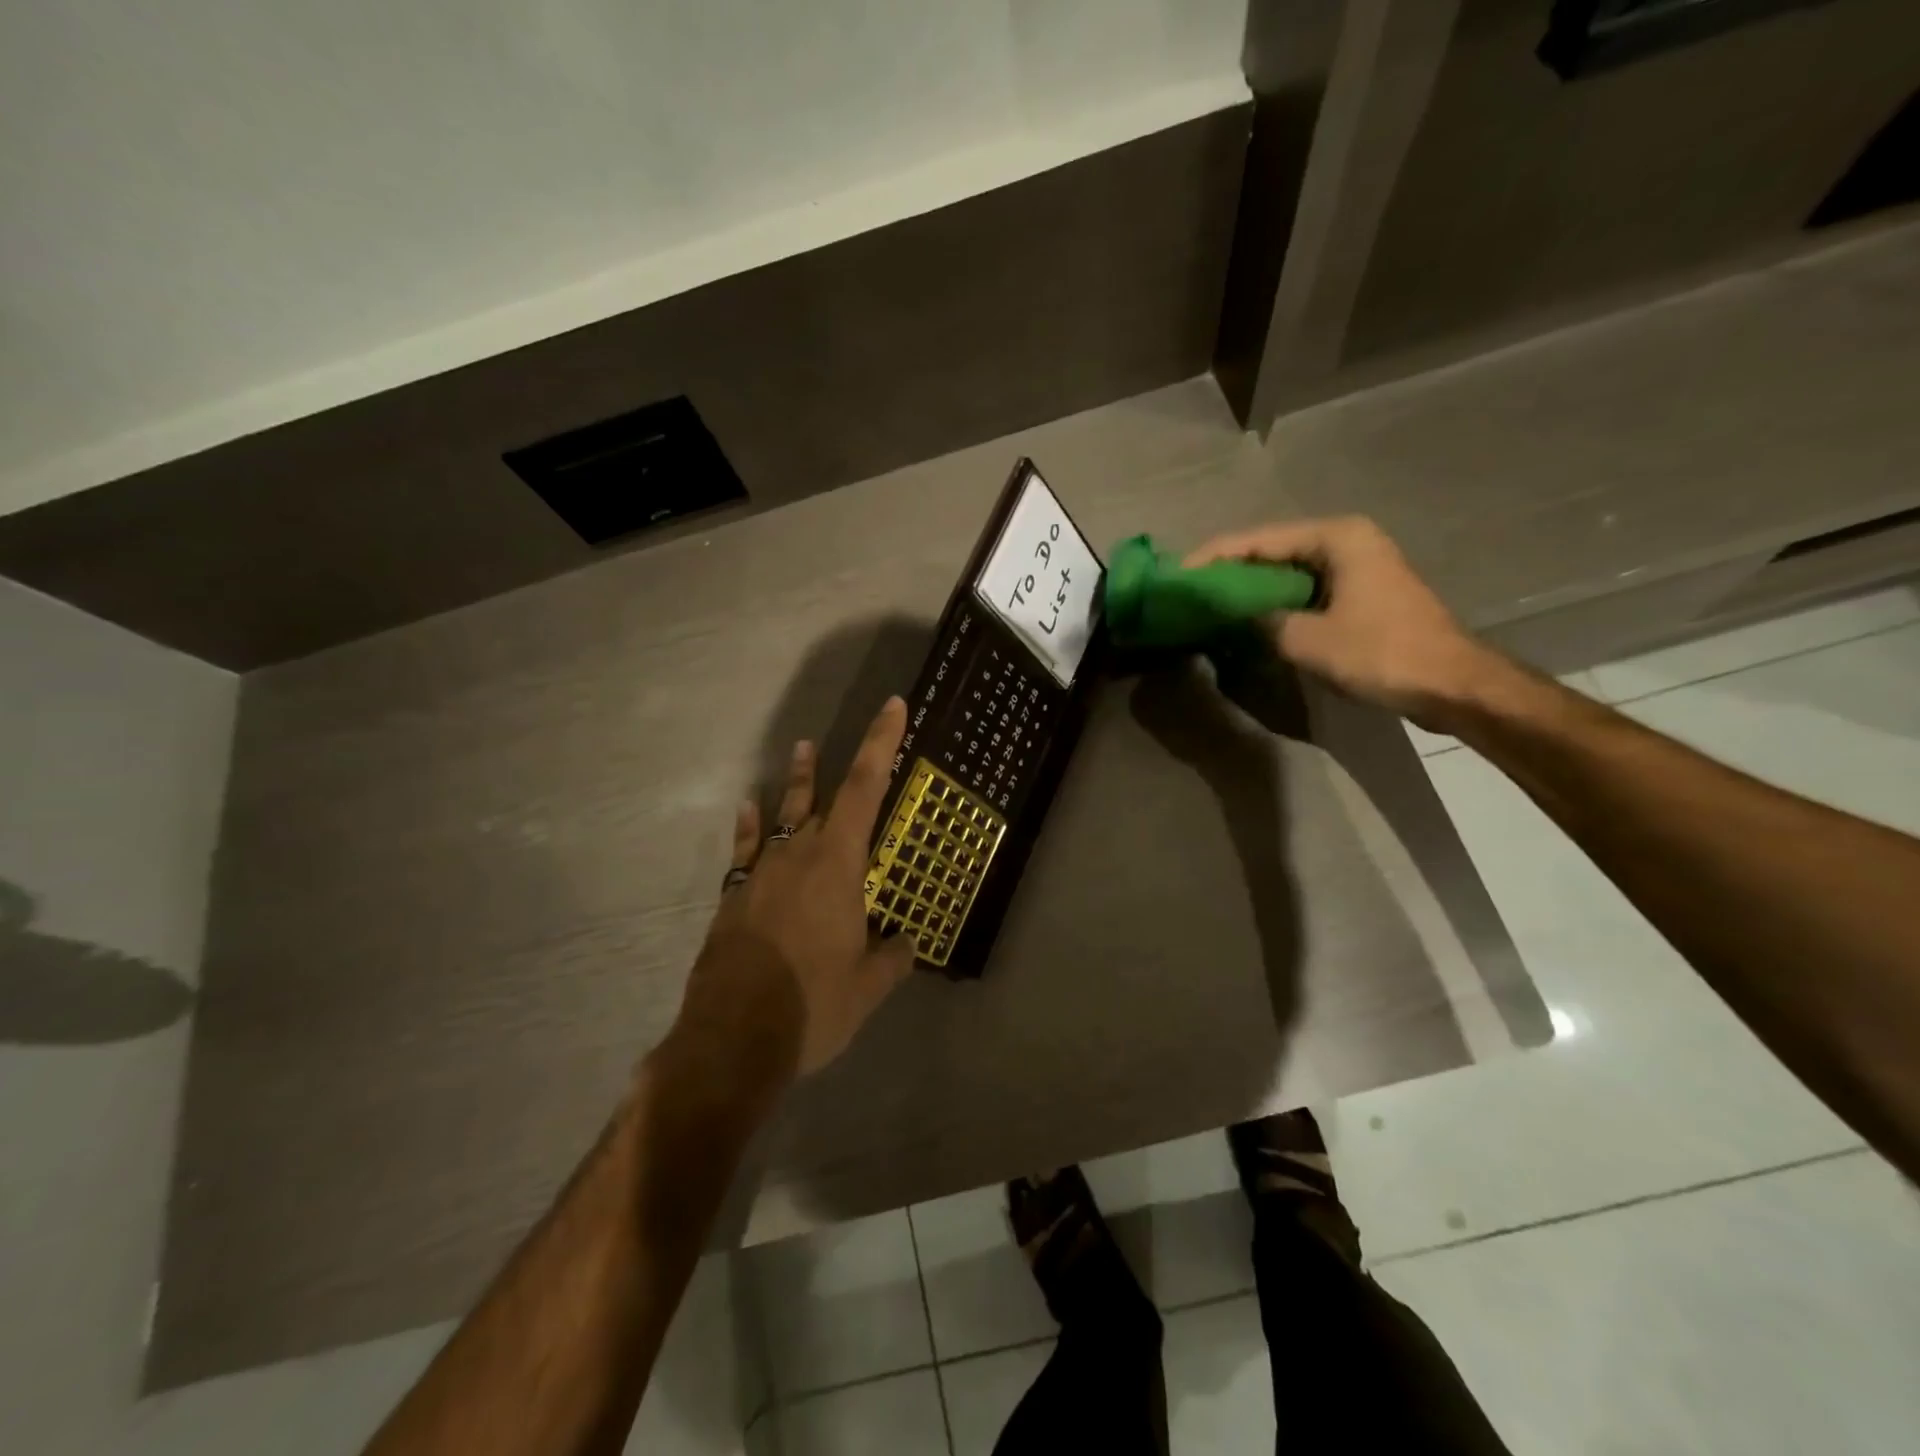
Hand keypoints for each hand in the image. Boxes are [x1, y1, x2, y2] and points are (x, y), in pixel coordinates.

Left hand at [671, 697, 917, 1087]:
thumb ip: (892, 958)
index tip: (892, 706)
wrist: (731, 1040)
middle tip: (864, 730)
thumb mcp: (868, 987)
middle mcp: (799, 856)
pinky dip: (750, 828)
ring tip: (803, 749)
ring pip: (783, 816)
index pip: (866, 789)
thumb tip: (907, 945)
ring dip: (796, 783)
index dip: (881, 744)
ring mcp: (761, 874)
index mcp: (838, 866)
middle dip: (845, 762)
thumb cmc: (811, 1006)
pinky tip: (749, 809)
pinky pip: (745, 851)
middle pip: (826, 796)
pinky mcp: (734, 899)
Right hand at [1184, 516, 1489, 727]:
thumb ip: (1260, 621)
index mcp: (1336, 537)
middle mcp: (1346, 539)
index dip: (1214, 557)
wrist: (1452, 684)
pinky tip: (1250, 617)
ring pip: (1288, 570)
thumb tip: (1230, 615)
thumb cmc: (1381, 653)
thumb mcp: (1306, 640)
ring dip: (1252, 587)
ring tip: (1211, 604)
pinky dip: (1277, 600)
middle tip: (1191, 591)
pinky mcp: (1362, 591)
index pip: (1258, 539)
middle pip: (1272, 549)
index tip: (1178, 576)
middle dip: (1230, 570)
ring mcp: (1358, 564)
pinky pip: (1305, 587)